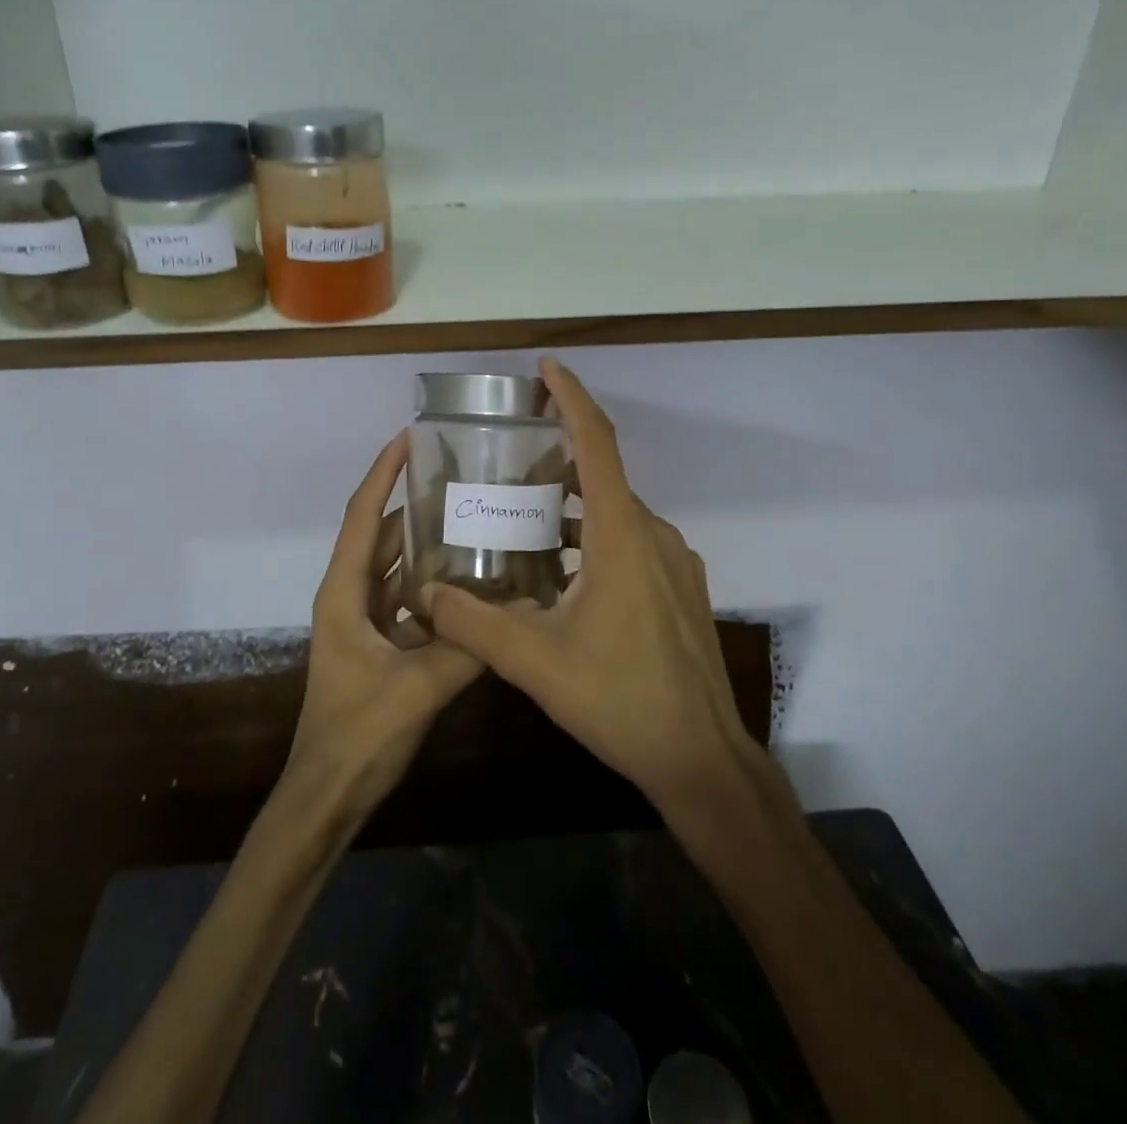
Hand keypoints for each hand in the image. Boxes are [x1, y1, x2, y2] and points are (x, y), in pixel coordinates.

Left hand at [285, 431, 484, 815]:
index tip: (410, 436)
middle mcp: (350, 596)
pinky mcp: (379, 644)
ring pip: (397, 567)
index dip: (384, 473)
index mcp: (344, 592)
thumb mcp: (417, 687)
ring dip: (428, 545)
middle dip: (416, 504)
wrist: (327, 795)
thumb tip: (519, 609)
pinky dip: (435, 587)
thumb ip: (467, 647)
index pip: (364, 515)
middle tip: (463, 479)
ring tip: (474, 520)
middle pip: (383, 535)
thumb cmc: (357, 735)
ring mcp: (364, 621)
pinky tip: (473, 584)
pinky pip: (409, 600)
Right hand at [425, 358, 752, 816]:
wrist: (700, 758)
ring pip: (617, 516)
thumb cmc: (619, 698)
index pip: (597, 443)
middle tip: (509, 465)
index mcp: (622, 534)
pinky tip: (565, 576)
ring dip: (575, 509)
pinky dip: (597, 540)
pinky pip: (633, 545)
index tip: (547, 368)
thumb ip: (474, 623)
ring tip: (526, 521)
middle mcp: (654, 535)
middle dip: (559, 462)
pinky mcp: (682, 590)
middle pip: (604, 478)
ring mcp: (675, 563)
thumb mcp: (534, 661)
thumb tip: (426, 594)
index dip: (572, 398)